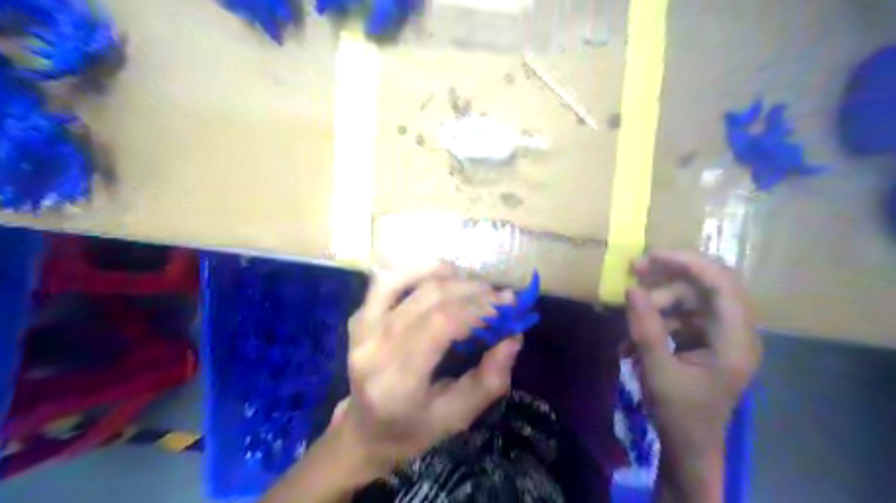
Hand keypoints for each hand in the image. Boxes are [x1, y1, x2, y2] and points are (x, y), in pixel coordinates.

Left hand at [336, 262, 521, 476]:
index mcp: (397, 381)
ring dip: (446, 276)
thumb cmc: (414, 428)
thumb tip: (514, 337)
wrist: (366, 430)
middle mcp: (373, 348)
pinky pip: (387, 281)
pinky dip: (417, 270)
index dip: (477, 307)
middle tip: (499, 295)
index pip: (440, 324)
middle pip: (427, 299)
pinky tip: (442, 274)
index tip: (508, 303)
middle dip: (470, 290)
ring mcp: (360, 329)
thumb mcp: (458, 416)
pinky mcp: (357, 318)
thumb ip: (489, 379)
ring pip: (405, 281)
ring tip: (474, 285)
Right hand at [625, 254, 762, 500]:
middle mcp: (736, 331)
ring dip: (660, 298)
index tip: (651, 257)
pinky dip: (660, 314)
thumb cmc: (679, 414)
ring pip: (692, 296)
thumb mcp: (657, 371)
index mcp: (736, 341)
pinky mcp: (707, 339)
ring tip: (631, 315)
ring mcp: (721, 334)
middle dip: (669, 274)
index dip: (689, 263)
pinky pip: (684, 312)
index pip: (723, 284)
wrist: (689, 447)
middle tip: (634, 270)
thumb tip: (631, 288)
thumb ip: (645, 328)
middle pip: (708, 283)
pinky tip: (638, 332)